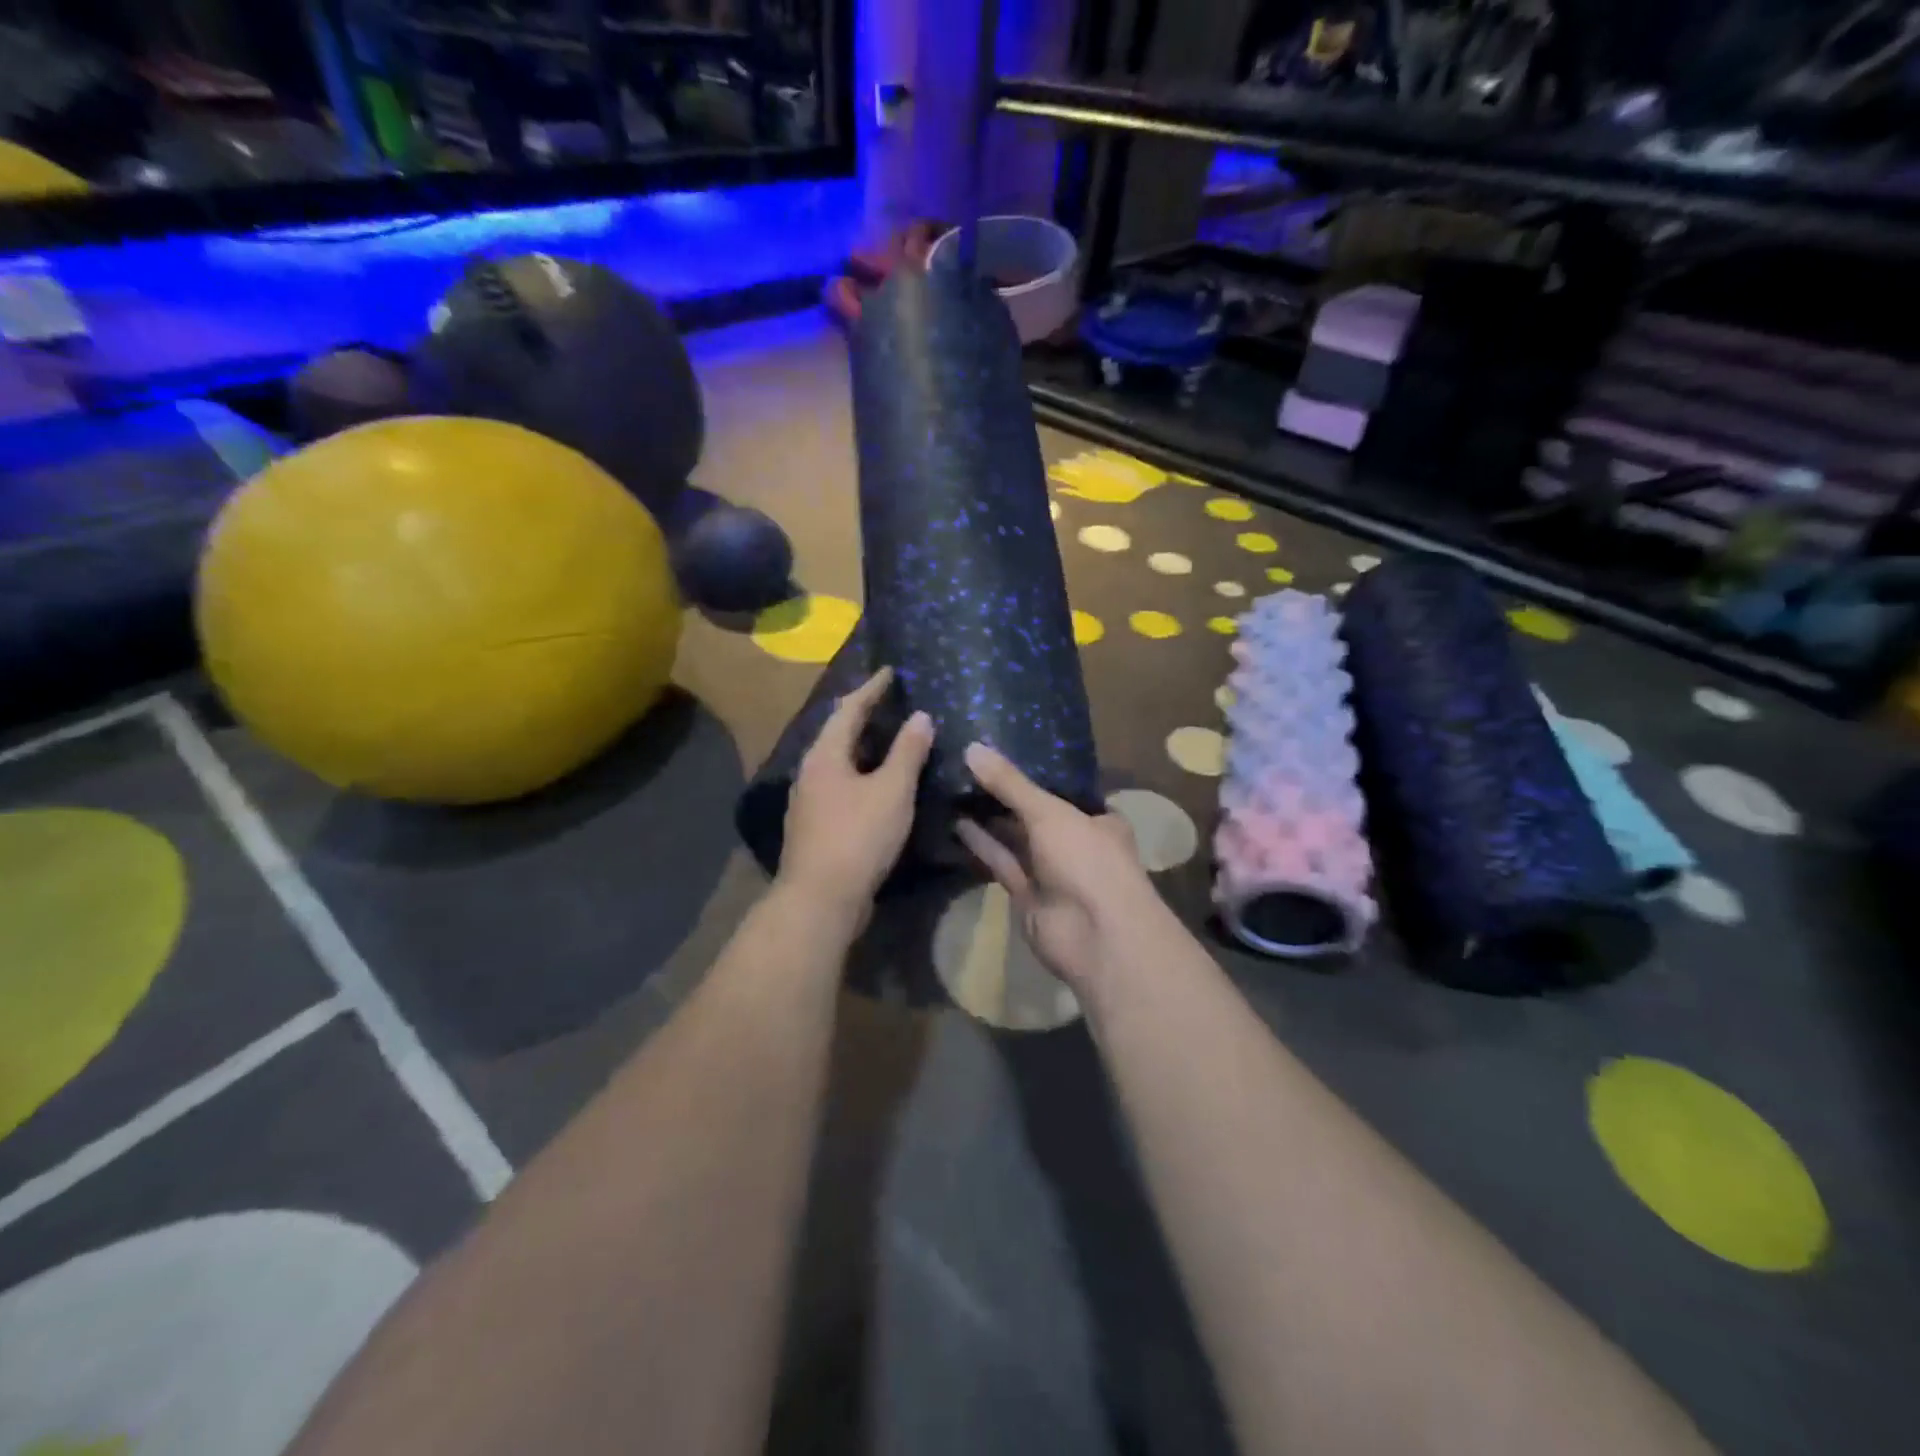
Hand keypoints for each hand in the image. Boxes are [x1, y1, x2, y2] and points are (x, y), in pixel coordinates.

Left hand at [779, 667, 933, 913]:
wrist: (821, 899)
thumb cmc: (858, 837)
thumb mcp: (892, 791)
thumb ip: (907, 751)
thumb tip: (920, 716)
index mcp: (825, 755)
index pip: (848, 709)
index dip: (871, 689)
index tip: (891, 671)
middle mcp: (810, 772)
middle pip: (838, 733)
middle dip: (864, 715)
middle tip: (893, 702)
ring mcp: (809, 801)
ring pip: (839, 762)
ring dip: (864, 747)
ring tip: (891, 738)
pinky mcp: (816, 825)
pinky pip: (842, 785)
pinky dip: (862, 774)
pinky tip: (880, 784)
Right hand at [954, 743, 1164, 996]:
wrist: (1096, 937)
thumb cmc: (1087, 860)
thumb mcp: (1050, 812)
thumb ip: (1010, 784)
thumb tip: (972, 748)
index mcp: (1098, 819)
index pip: (1064, 790)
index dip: (1034, 772)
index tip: (999, 753)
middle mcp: (1077, 843)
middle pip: (1035, 814)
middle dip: (1005, 796)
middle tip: (967, 767)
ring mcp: (1052, 872)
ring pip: (1016, 839)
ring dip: (989, 818)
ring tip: (954, 788)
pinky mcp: (1028, 896)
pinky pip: (1003, 863)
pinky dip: (983, 845)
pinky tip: (956, 821)